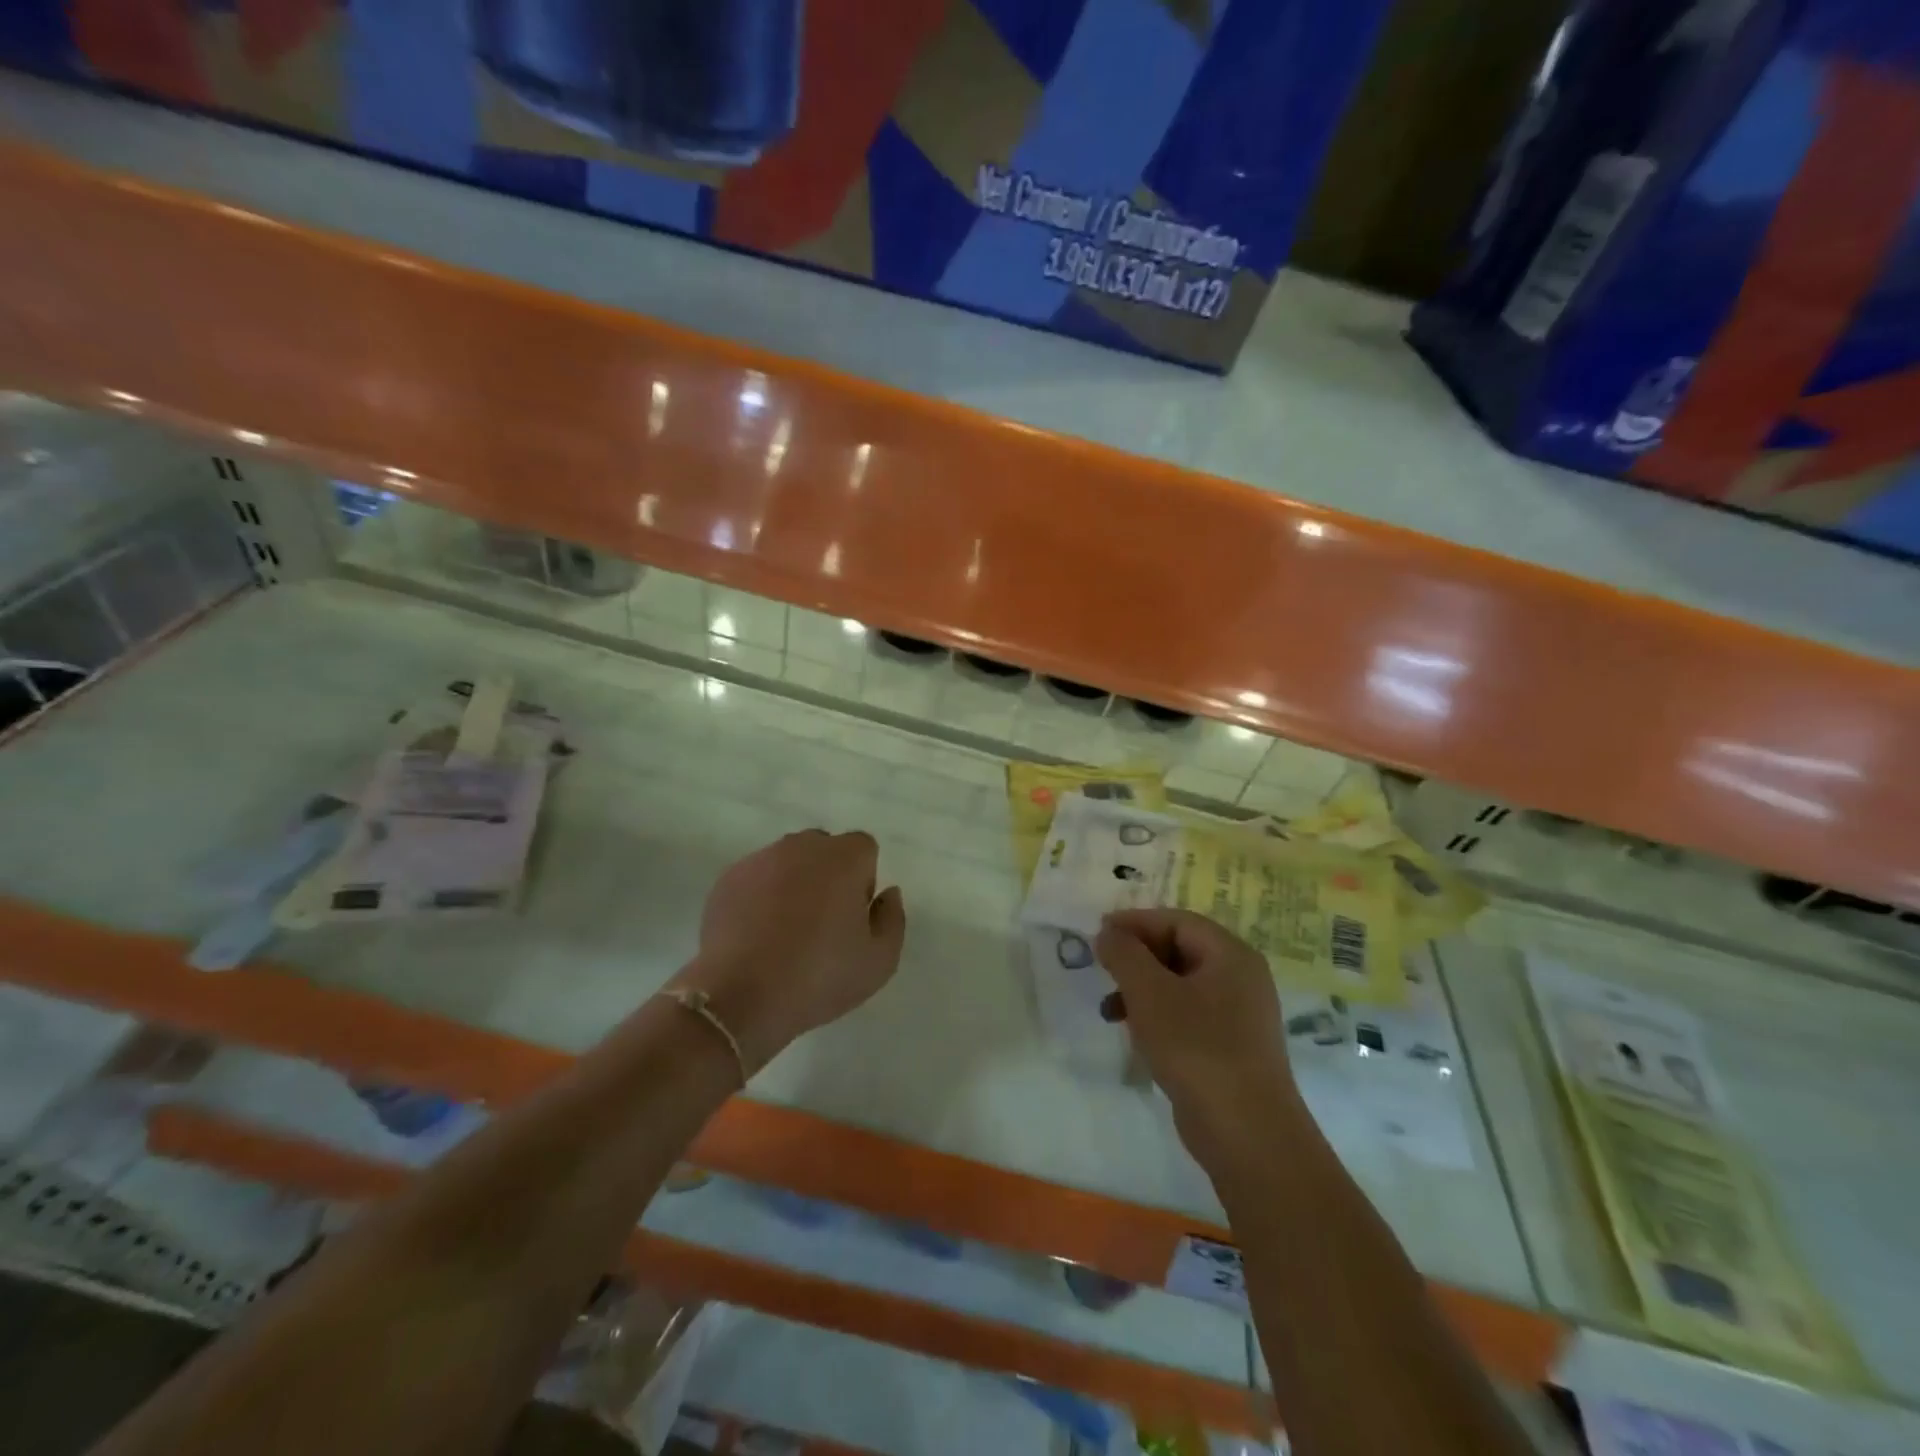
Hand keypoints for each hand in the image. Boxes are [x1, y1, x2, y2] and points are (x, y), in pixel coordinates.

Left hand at [674, 830, 906, 1073]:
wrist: (740, 995)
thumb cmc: (819, 976)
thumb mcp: (880, 961)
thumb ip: (892, 918)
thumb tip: (887, 893)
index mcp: (843, 858)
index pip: (864, 849)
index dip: (863, 881)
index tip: (853, 918)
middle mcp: (801, 846)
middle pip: (824, 850)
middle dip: (828, 877)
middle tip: (823, 925)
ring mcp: (760, 860)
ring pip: (788, 862)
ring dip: (794, 885)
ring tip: (785, 932)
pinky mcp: (727, 879)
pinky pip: (756, 879)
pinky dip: (760, 897)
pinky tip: (757, 936)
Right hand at [1095, 909, 1304, 1170]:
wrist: (1247, 1134)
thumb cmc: (1197, 1048)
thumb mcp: (1150, 993)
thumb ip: (1124, 954)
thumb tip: (1109, 932)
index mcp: (1231, 954)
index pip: (1177, 921)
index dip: (1135, 922)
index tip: (1099, 934)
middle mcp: (1241, 977)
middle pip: (1180, 949)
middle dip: (1137, 957)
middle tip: (1103, 969)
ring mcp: (1239, 1015)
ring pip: (1180, 985)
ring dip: (1142, 989)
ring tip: (1110, 1009)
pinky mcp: (1231, 1048)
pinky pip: (1188, 1016)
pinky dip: (1158, 1016)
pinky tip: (1136, 1036)